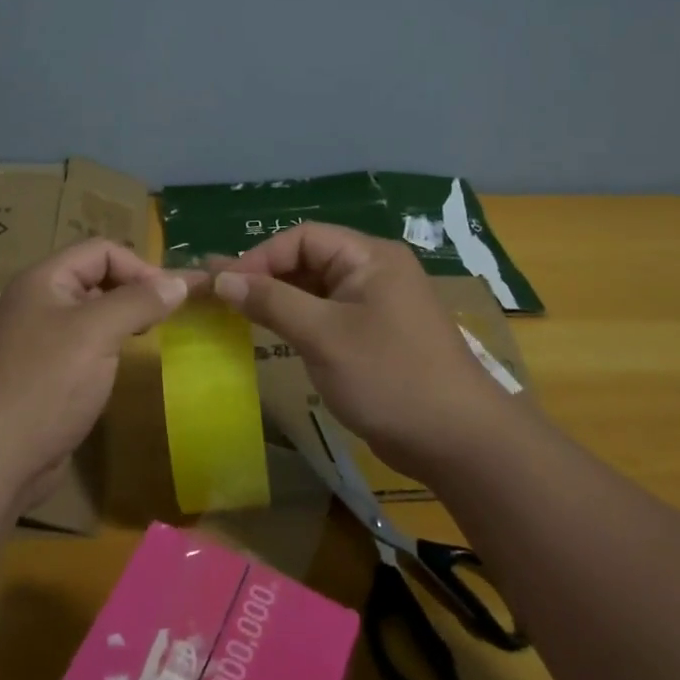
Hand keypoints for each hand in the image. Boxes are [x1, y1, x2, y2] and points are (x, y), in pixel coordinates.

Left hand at [0, 239, 198, 509]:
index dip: (139, 266)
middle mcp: (37, 302)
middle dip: (133, 289)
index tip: (171, 297)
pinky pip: (83, 344)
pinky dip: (108, 345)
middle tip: (166, 316)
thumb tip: (181, 282)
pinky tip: (122, 364)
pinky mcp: (43, 373)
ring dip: (123, 318)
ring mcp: (38, 339)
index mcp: (43, 280)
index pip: (101, 250)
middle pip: (95, 277)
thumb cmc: (47, 384)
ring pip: (91, 313)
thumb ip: (139, 301)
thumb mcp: (97, 333)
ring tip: (150, 335)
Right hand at [211, 223, 516, 477]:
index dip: (260, 257)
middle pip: (309, 259)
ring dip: (280, 299)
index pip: (303, 238)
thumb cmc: (388, 377)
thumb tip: (221, 278)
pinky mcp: (377, 335)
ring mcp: (378, 304)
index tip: (223, 284)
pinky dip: (299, 320)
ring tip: (236, 312)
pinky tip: (273, 333)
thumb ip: (271, 301)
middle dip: (266, 276)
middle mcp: (375, 271)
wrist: (458, 441)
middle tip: (221, 296)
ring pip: (317, 288)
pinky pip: (329, 315)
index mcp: (370, 256)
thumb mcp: (323, 336)